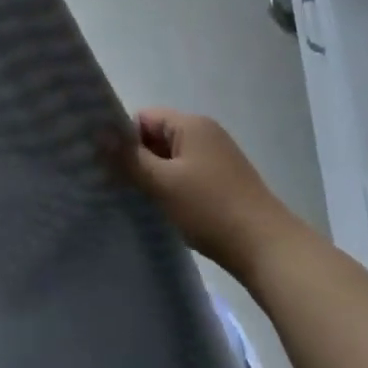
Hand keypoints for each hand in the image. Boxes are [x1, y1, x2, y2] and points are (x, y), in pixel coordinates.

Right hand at [120, 109, 302, 271]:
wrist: (269, 249)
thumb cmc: (211, 209)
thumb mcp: (163, 184)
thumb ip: (129, 158)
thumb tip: (99, 134)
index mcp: (191, 124)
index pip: (144, 117)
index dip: (124, 138)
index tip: (108, 164)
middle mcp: (206, 133)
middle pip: (157, 136)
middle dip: (138, 158)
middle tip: (117, 184)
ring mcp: (218, 157)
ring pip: (172, 158)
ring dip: (155, 175)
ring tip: (138, 198)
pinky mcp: (225, 181)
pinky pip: (187, 173)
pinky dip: (173, 186)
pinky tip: (165, 208)